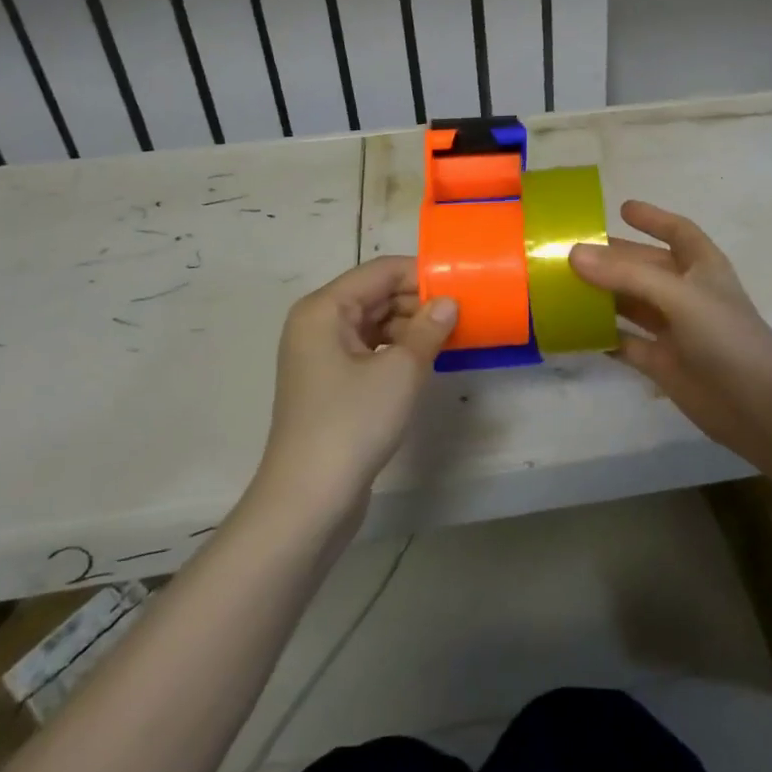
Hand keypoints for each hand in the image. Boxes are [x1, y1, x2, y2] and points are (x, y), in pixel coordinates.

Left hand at [257, 257, 456, 518]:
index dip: (422, 275)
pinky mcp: (329, 384)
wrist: (308, 501)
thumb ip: (429, 329)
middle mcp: (317, 324)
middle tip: (463, 314)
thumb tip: (449, 302)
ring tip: (451, 337)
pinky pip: (369, 350)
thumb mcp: (401, 372)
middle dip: (418, 301)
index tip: (462, 287)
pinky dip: (397, 350)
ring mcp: (320, 355)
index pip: (381, 271)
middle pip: (376, 295)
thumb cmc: (352, 424)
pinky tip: (426, 361)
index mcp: (324, 308)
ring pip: (374, 323)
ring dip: (411, 327)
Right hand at [570, 201, 771, 464]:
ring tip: (562, 285)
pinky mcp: (662, 362)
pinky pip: (625, 342)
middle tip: (570, 250)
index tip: (622, 208)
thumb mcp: (678, 296)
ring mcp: (674, 329)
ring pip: (631, 303)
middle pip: (644, 267)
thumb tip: (574, 253)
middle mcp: (687, 293)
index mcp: (702, 267)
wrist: (758, 407)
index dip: (653, 218)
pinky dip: (602, 336)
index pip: (678, 231)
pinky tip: (573, 330)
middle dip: (613, 258)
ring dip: (602, 295)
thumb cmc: (725, 337)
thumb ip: (626, 274)